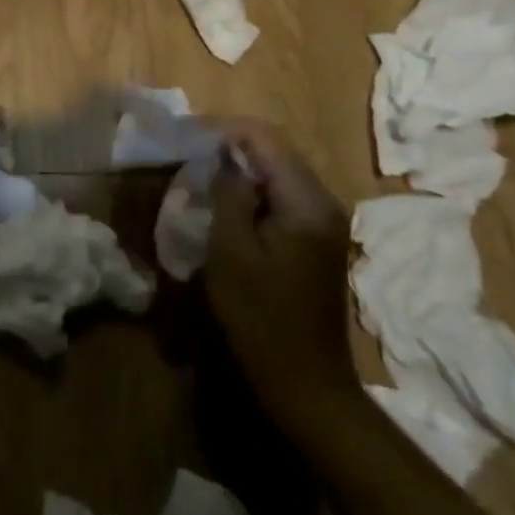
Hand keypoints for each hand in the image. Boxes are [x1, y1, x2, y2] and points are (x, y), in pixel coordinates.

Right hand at [204, 120, 357, 435]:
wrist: (306, 384)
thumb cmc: (262, 320)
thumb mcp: (232, 254)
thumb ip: (229, 195)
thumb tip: (225, 156)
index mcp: (307, 202)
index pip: (267, 140)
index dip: (226, 130)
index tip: (189, 135)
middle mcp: (325, 202)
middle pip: (277, 152)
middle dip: (234, 146)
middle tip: (191, 153)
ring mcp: (326, 221)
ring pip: (280, 173)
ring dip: (243, 169)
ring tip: (204, 174)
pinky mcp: (318, 238)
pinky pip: (284, 196)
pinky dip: (255, 191)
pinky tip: (229, 204)